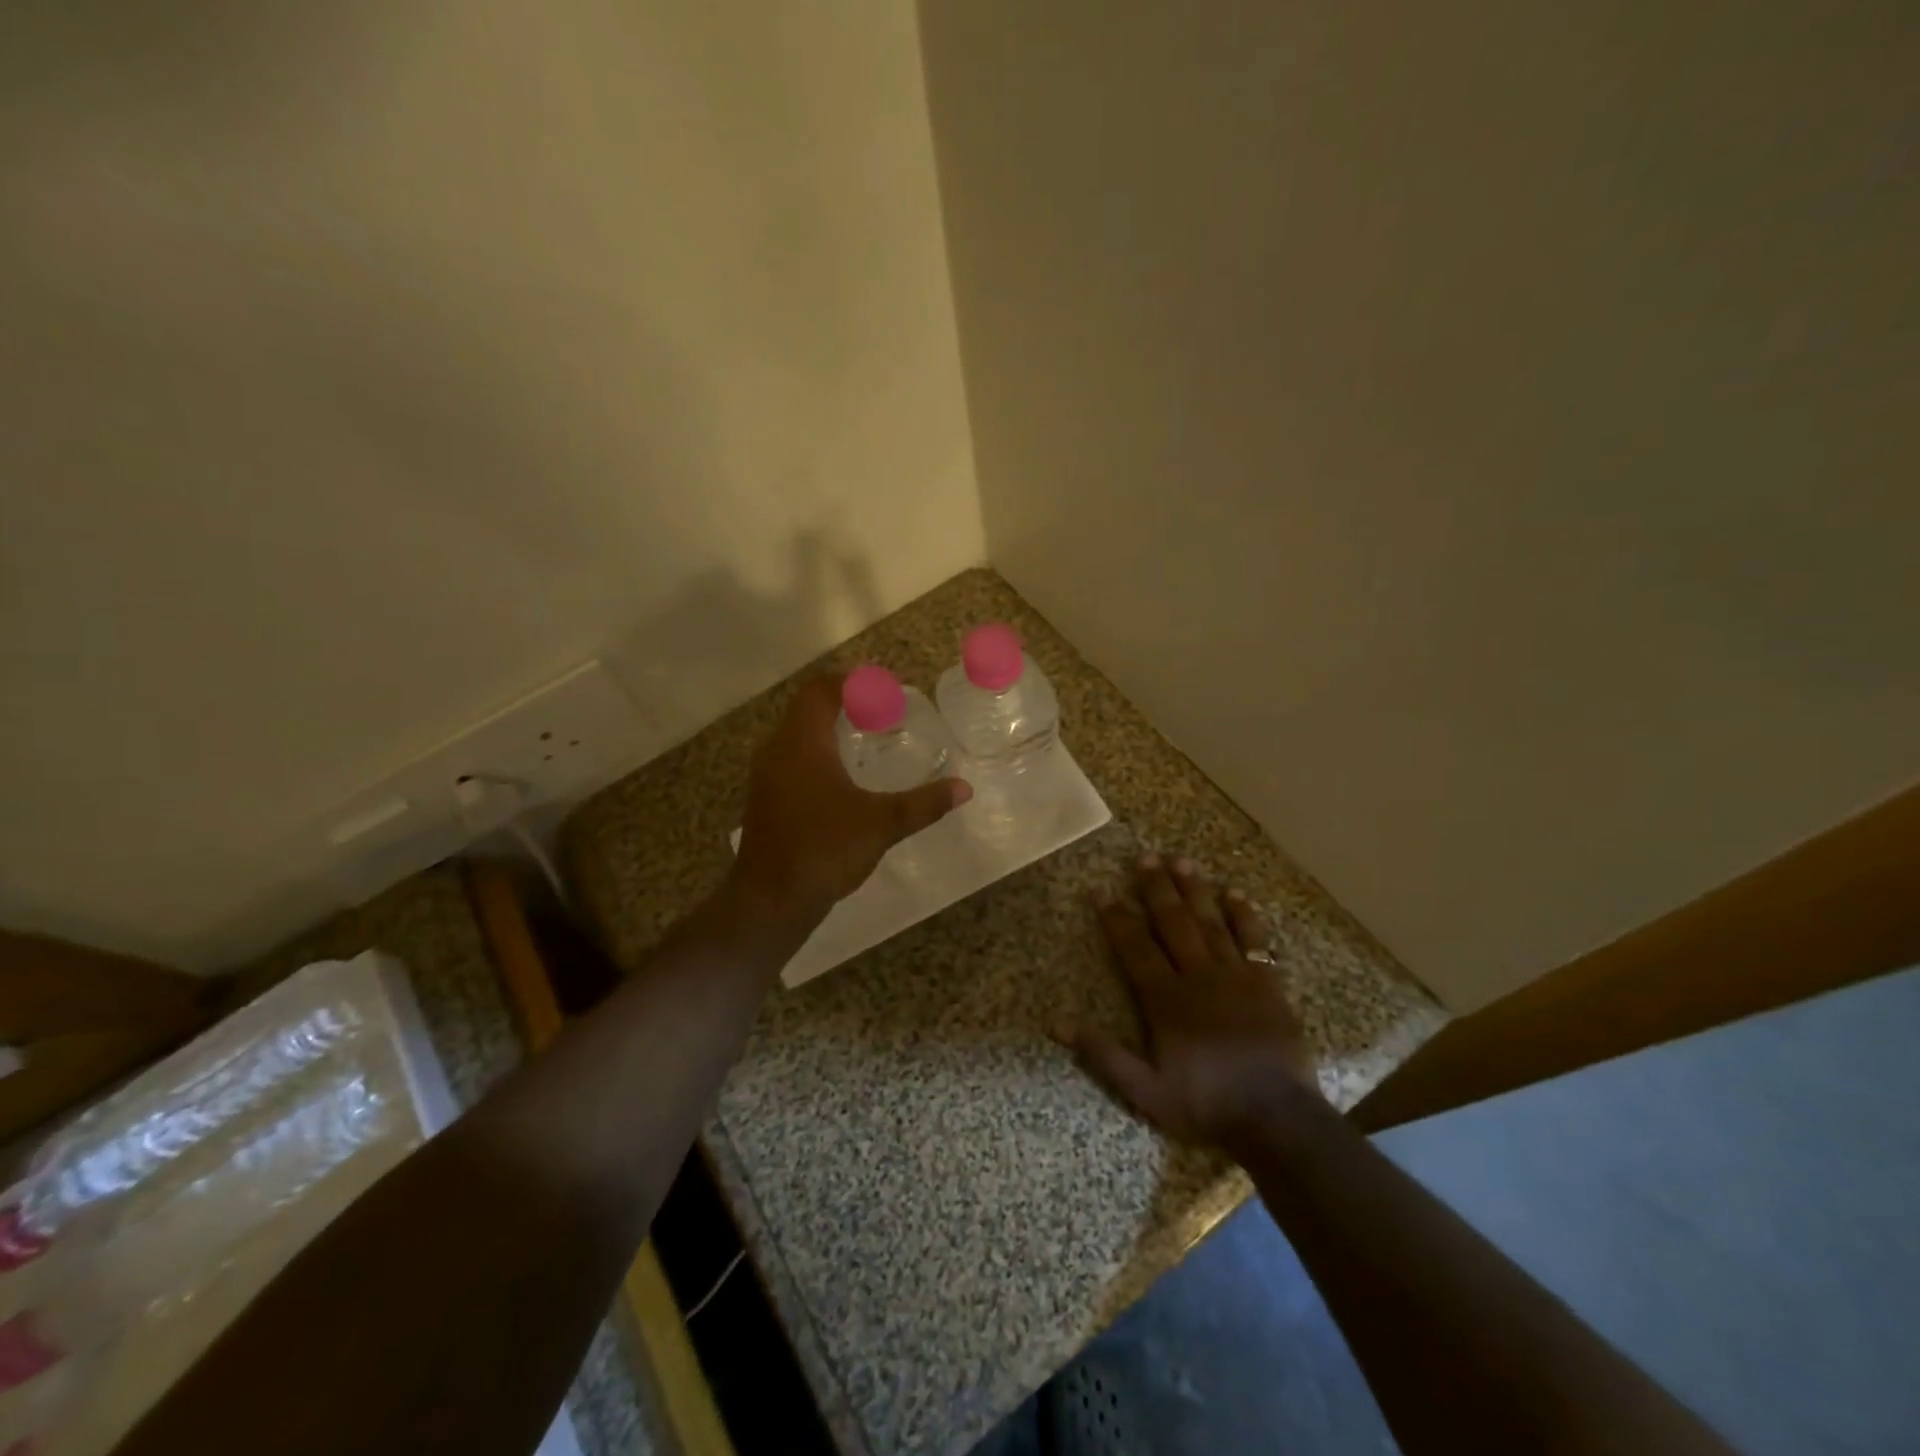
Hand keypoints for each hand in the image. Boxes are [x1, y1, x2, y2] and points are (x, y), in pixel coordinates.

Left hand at [730, 674, 971, 929]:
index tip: (881, 686)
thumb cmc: (825, 849)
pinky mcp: (764, 799)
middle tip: (879, 712)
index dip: (849, 682)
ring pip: (796, 735)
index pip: (820, 690)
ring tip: (864, 739)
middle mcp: (777, 750)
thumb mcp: (882, 824)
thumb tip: (964, 788)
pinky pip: (791, 759)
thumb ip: (923, 803)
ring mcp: (766, 776)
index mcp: (803, 742)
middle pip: (806, 708)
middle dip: (842, 703)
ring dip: (827, 729)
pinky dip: (816, 754)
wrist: (770, 900)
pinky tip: (841, 778)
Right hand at [1059, 855, 1322, 1154]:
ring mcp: (1236, 975)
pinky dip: (1244, 915)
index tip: (1101, 890)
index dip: (1116, 918)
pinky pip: (1254, 939)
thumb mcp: (1145, 1090)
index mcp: (1166, 1000)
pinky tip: (1234, 893)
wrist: (1278, 1120)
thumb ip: (1102, 1054)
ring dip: (1195, 890)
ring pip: (1210, 922)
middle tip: (1144, 857)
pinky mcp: (1268, 982)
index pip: (1135, 947)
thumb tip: (1056, 1023)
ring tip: (1181, 860)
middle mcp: (1199, 976)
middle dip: (1156, 889)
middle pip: (1173, 923)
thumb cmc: (1207, 1104)